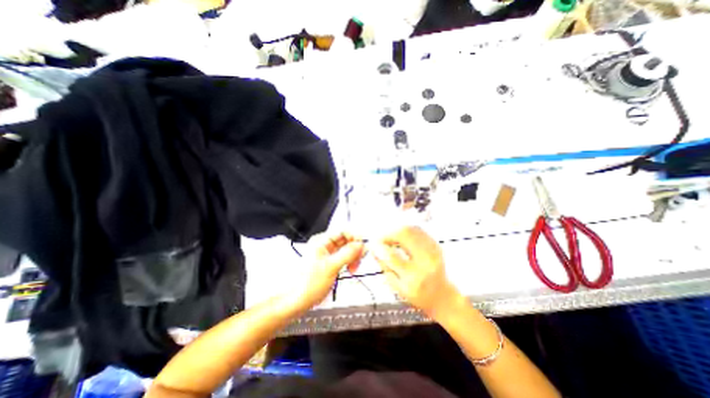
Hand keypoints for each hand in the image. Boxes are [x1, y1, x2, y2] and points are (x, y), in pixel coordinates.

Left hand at [290, 231, 366, 311]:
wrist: (297, 301)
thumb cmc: (309, 283)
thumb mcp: (331, 266)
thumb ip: (347, 254)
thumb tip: (361, 244)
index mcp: (322, 241)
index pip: (343, 232)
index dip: (355, 237)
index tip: (363, 247)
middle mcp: (325, 245)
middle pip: (347, 240)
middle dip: (355, 249)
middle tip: (360, 259)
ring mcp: (328, 254)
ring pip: (347, 249)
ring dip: (354, 257)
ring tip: (354, 268)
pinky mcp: (331, 263)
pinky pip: (345, 257)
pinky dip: (350, 262)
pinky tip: (351, 269)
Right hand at [369, 226, 463, 319]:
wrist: (443, 296)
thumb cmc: (418, 296)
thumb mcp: (398, 288)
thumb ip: (385, 268)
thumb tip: (374, 249)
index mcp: (414, 277)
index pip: (392, 256)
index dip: (379, 247)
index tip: (372, 244)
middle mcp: (425, 261)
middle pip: (404, 235)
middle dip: (388, 233)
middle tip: (381, 238)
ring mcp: (433, 251)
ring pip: (411, 229)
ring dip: (397, 230)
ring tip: (390, 237)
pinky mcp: (436, 245)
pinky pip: (419, 230)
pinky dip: (407, 230)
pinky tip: (401, 236)